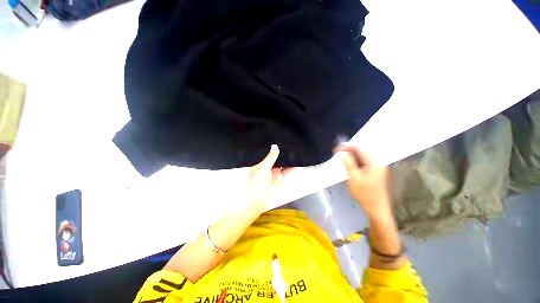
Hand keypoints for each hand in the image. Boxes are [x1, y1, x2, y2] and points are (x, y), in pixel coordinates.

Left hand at [248, 145, 290, 210]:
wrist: (259, 199)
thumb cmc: (256, 183)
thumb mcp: (262, 167)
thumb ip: (270, 157)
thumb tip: (275, 146)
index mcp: (262, 164)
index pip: (268, 154)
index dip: (273, 149)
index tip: (279, 143)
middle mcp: (269, 168)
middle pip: (278, 159)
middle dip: (283, 154)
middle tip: (288, 145)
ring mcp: (276, 173)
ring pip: (284, 164)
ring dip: (289, 160)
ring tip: (294, 152)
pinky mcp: (281, 178)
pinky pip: (288, 171)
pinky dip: (293, 168)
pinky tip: (297, 163)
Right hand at [338, 145, 390, 217]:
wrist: (376, 208)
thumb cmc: (364, 193)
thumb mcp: (353, 177)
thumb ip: (348, 163)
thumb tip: (342, 153)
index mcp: (374, 163)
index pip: (360, 149)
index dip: (348, 147)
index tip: (337, 148)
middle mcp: (378, 163)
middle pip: (363, 152)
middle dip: (350, 151)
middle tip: (339, 153)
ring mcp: (378, 168)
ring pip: (364, 157)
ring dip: (353, 156)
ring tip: (343, 157)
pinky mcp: (376, 173)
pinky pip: (365, 163)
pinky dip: (357, 162)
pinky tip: (351, 165)